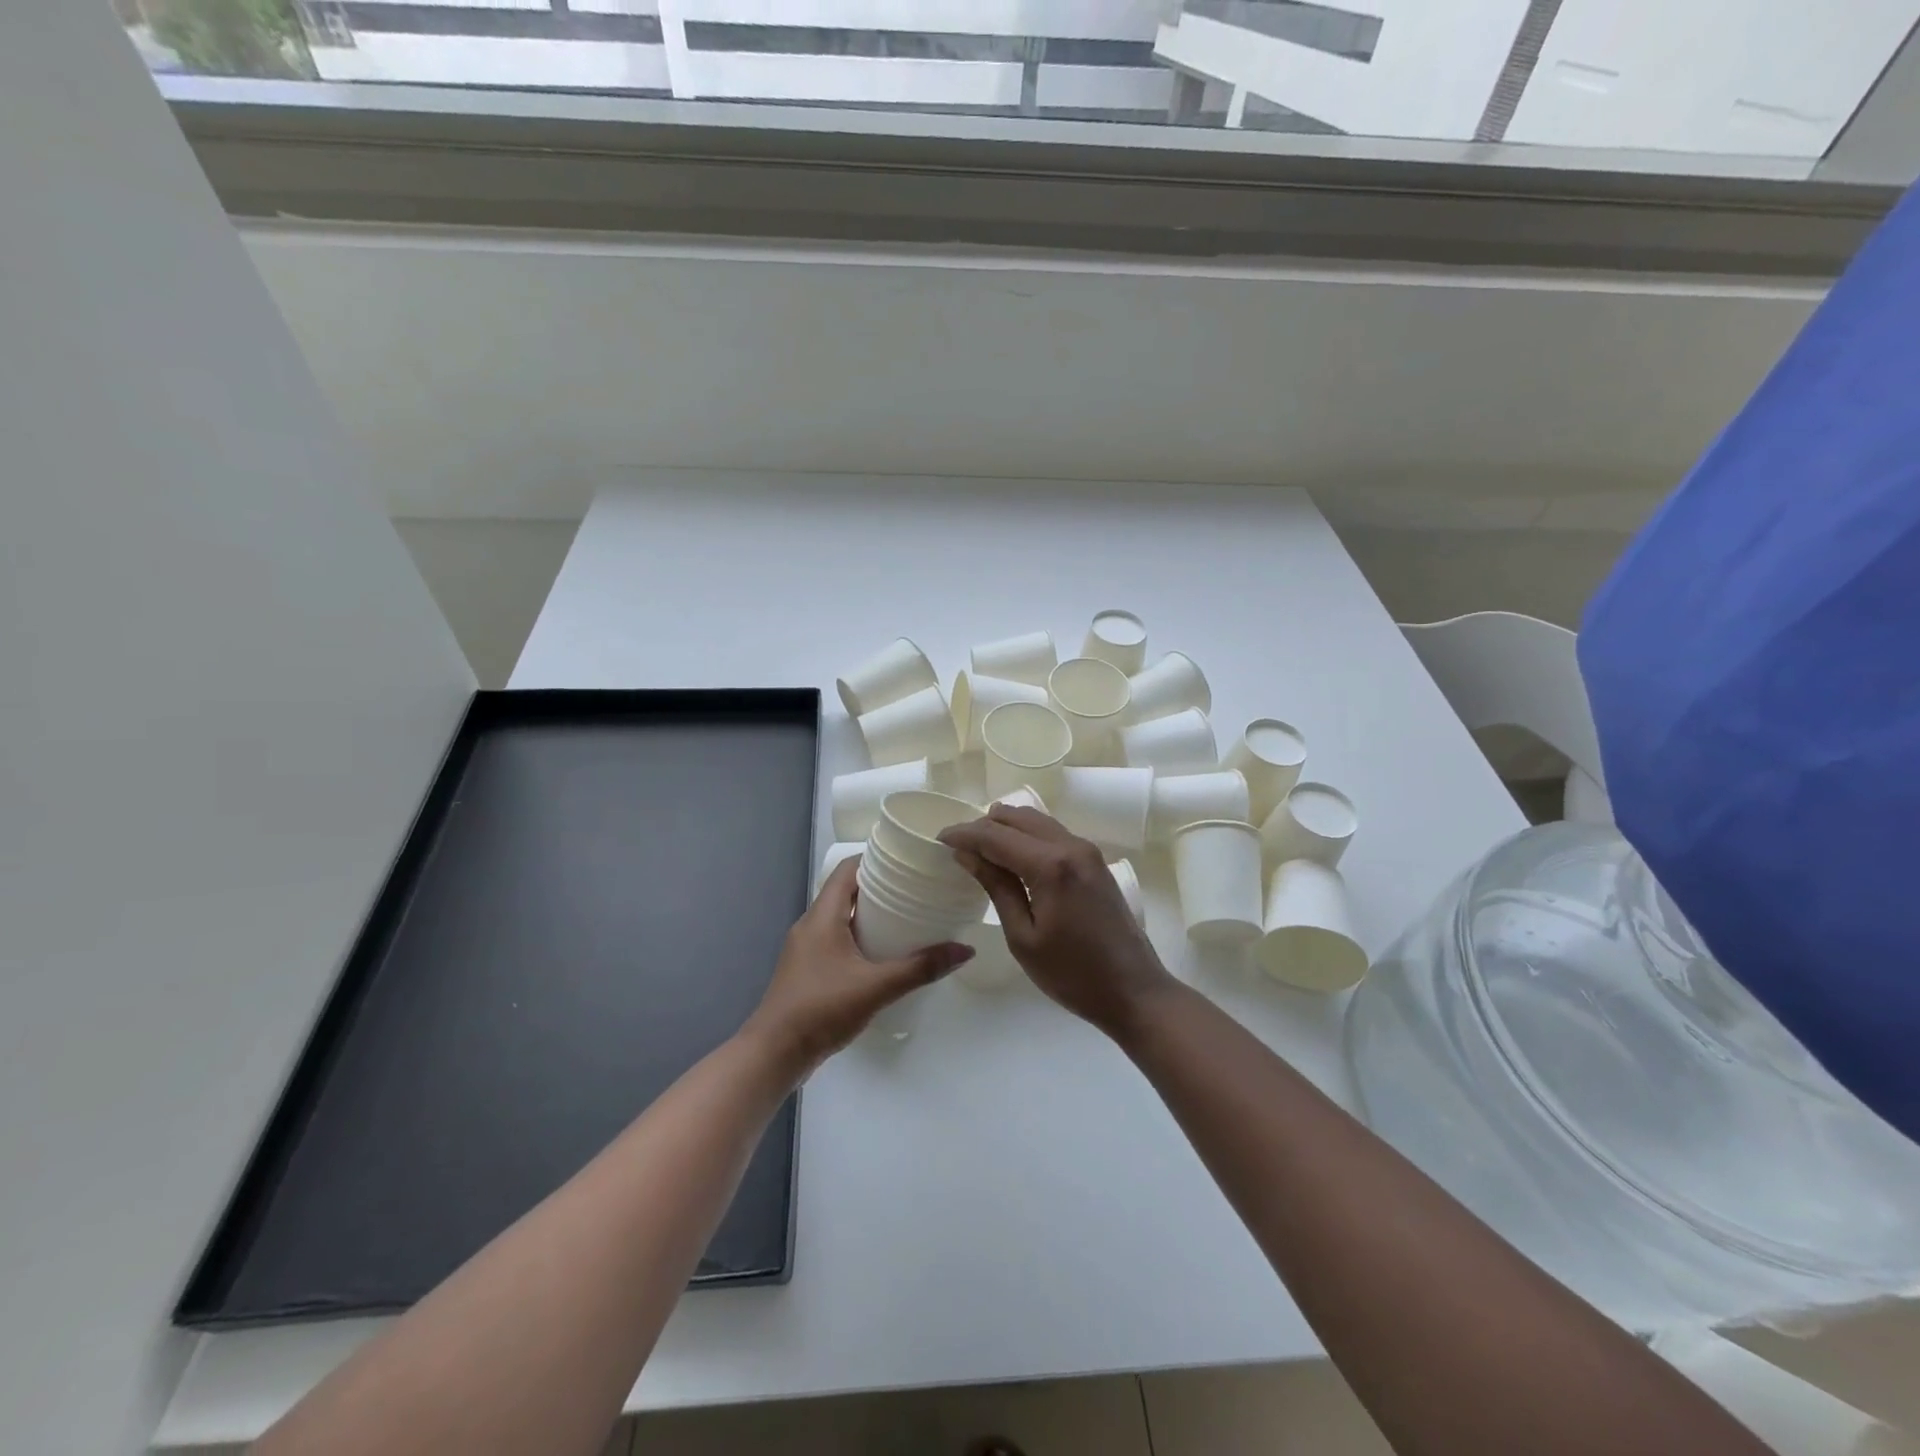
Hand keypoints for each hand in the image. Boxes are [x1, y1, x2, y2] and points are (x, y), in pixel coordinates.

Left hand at [743, 857, 972, 1078]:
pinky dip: (860, 938)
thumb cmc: (821, 1009)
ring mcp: (806, 949)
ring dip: (871, 915)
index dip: (876, 859)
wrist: (774, 1054)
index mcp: (822, 916)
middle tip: (917, 890)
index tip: (908, 861)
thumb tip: (965, 950)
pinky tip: (883, 955)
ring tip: (908, 919)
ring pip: (842, 918)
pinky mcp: (808, 970)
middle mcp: (811, 925)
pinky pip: (837, 940)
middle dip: (880, 888)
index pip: (848, 869)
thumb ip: (920, 968)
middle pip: (847, 891)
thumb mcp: (876, 987)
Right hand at [940, 805, 1174, 1037]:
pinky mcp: (1094, 861)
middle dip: (983, 826)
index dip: (964, 834)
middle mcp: (1070, 845)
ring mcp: (1087, 850)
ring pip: (1036, 820)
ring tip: (981, 850)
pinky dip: (1027, 836)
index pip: (995, 835)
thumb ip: (996, 887)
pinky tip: (1013, 857)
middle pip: (1017, 817)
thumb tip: (967, 854)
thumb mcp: (1023, 937)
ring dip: (1006, 828)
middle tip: (958, 847)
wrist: (1134, 990)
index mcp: (1050, 865)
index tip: (938, 839)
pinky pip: (1052, 833)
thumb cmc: (1072, 974)